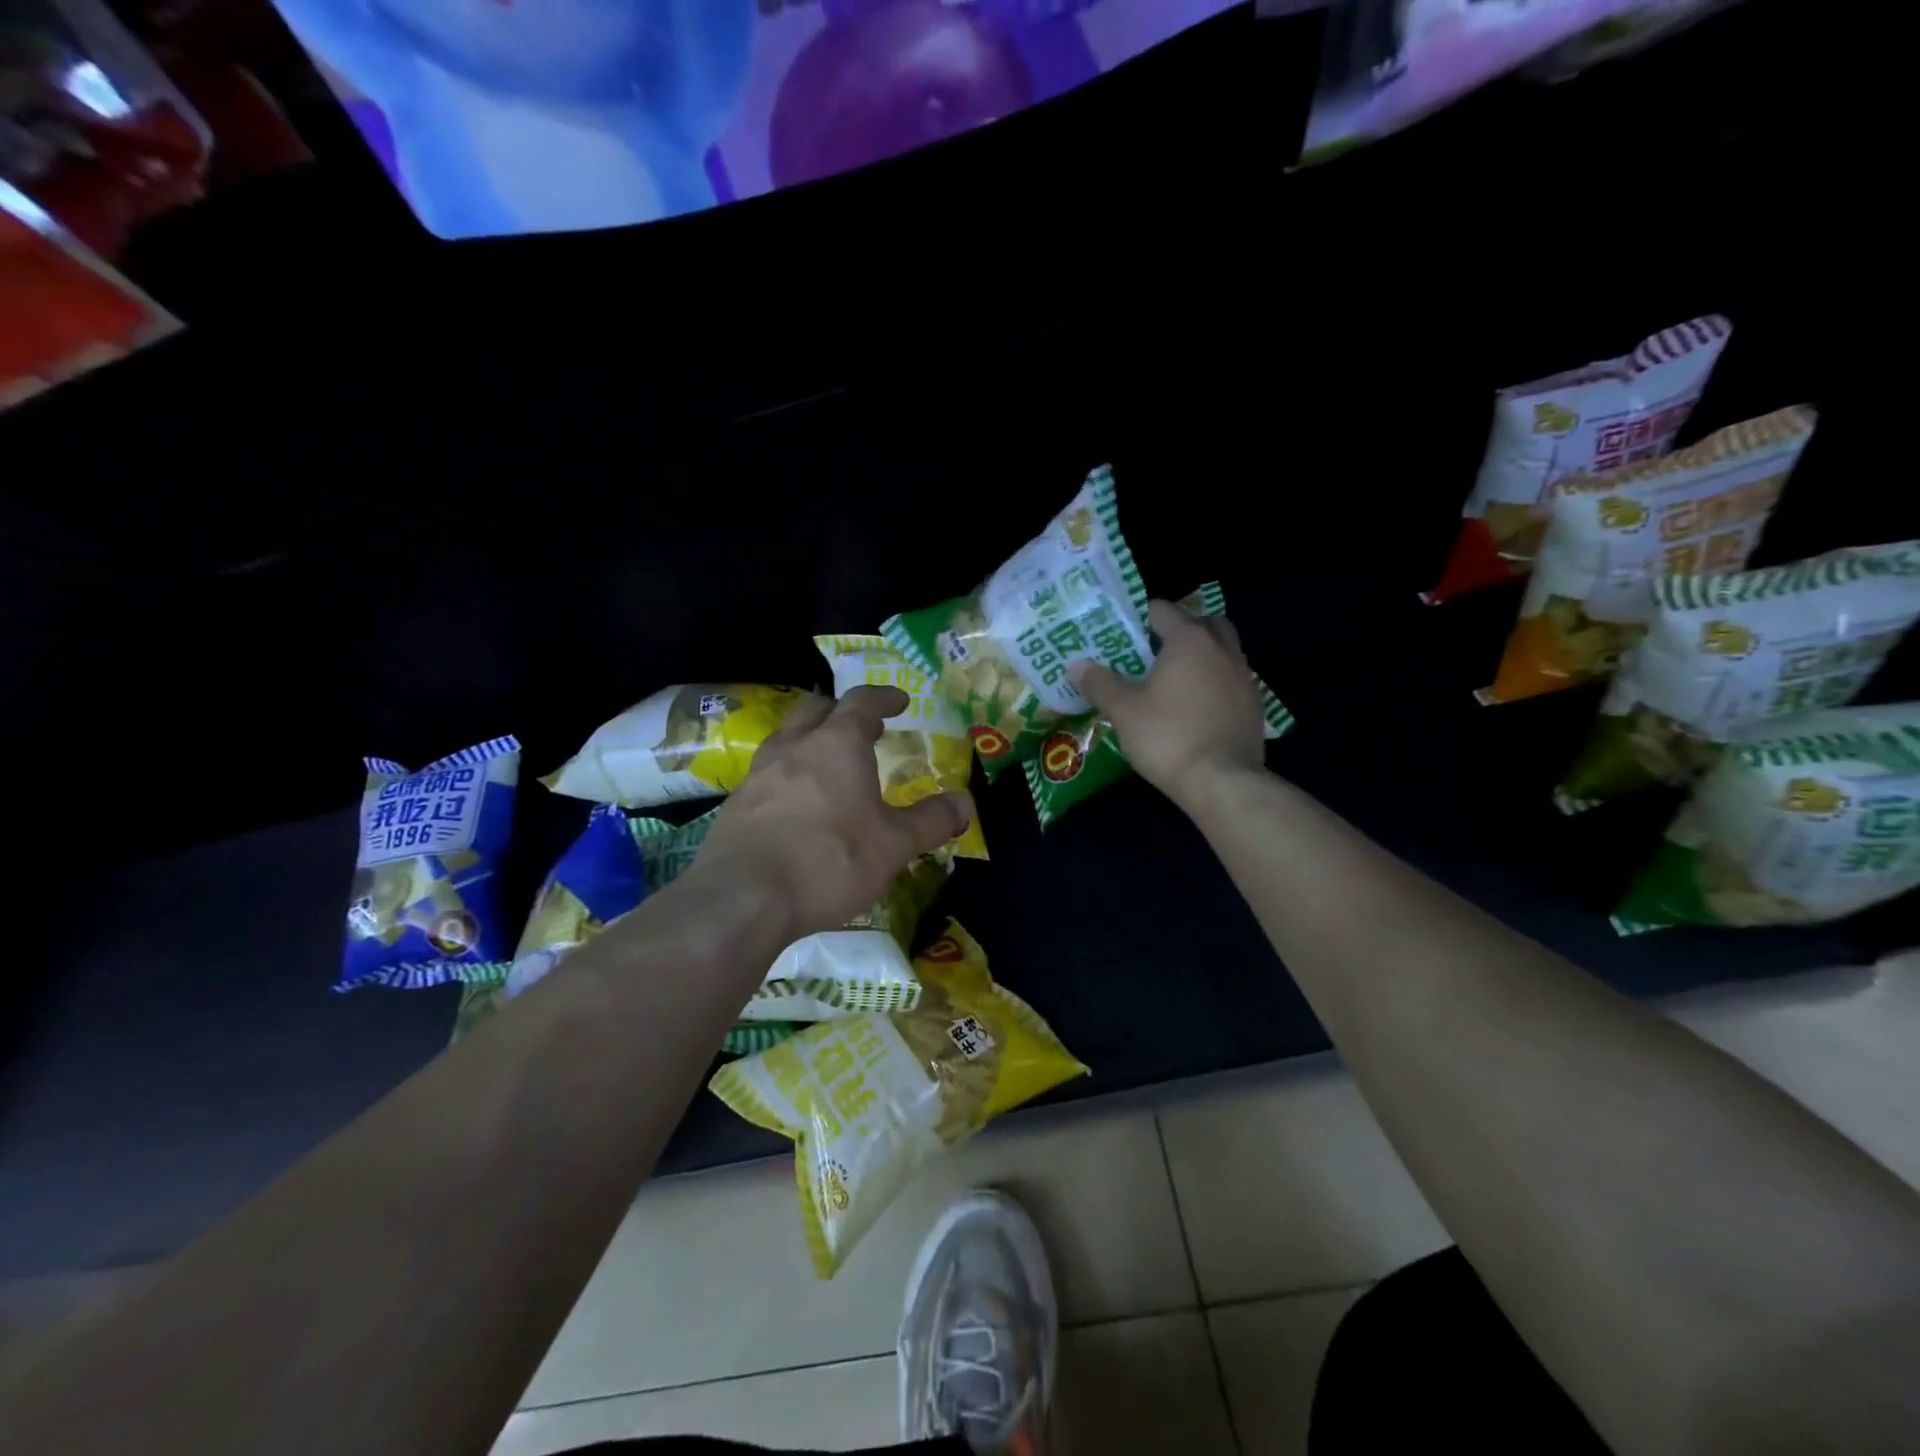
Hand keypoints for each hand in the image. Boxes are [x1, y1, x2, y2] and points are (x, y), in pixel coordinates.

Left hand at [688, 686, 971, 942]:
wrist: (742, 898)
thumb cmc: (829, 860)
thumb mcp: (894, 845)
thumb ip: (931, 821)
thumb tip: (965, 803)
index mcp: (837, 744)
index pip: (862, 702)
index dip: (883, 697)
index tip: (899, 700)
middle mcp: (794, 747)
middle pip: (816, 709)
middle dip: (842, 712)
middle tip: (864, 728)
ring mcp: (758, 774)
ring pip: (786, 738)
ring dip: (810, 740)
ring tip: (829, 763)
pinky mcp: (735, 805)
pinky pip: (767, 773)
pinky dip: (788, 775)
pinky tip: (796, 804)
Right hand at [1070, 599, 1266, 809]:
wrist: (1222, 781)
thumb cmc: (1167, 737)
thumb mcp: (1123, 710)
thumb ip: (1100, 683)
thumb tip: (1076, 665)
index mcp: (1189, 640)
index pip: (1163, 610)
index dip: (1141, 617)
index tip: (1124, 634)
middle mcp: (1222, 649)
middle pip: (1202, 623)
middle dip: (1180, 630)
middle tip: (1155, 651)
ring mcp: (1244, 676)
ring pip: (1223, 650)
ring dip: (1202, 655)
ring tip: (1176, 679)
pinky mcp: (1255, 704)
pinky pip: (1233, 680)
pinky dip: (1216, 683)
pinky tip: (1198, 706)